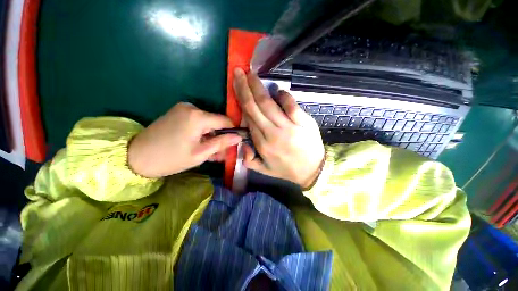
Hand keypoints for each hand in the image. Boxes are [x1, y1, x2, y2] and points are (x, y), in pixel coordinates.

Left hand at [128, 102, 241, 177]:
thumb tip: (239, 137)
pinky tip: (200, 144)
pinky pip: (198, 121)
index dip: (233, 132)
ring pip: (208, 122)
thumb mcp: (201, 153)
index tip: (234, 144)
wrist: (136, 157)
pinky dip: (202, 132)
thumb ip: (222, 143)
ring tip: (209, 152)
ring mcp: (184, 108)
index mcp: (198, 117)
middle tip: (220, 154)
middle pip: (216, 122)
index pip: (226, 121)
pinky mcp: (178, 111)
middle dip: (220, 137)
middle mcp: (192, 107)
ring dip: (212, 136)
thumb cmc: (171, 159)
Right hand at [233, 68, 324, 188]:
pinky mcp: (303, 122)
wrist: (313, 171)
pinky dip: (284, 96)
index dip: (242, 101)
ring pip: (269, 104)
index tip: (237, 87)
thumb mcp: (264, 170)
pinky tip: (279, 91)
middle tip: (239, 72)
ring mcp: (289, 127)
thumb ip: (249, 159)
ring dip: (259, 87)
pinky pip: (291, 105)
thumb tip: (242, 142)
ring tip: (252, 75)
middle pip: (255, 107)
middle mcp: (272, 134)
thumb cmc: (287, 169)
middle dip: (245, 88)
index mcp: (262, 144)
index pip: (248, 118)